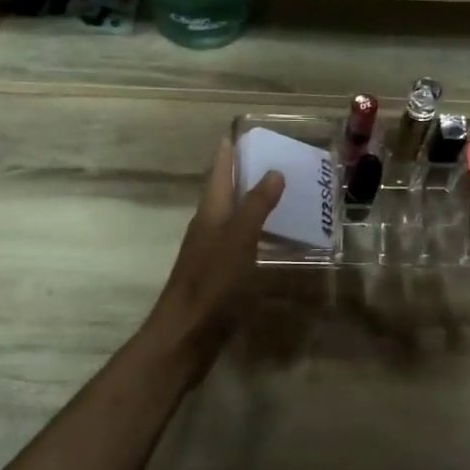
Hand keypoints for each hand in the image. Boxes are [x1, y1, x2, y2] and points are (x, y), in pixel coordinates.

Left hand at [146, 139, 283, 366]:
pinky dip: (257, 235)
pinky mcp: (219, 277)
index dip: (228, 153)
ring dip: (253, 205)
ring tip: (282, 196)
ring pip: (233, 220)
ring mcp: (211, 254)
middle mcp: (208, 229)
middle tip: (275, 161)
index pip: (218, 173)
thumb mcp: (238, 240)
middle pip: (225, 194)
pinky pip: (241, 245)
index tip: (242, 133)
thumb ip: (256, 206)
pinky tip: (275, 242)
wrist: (186, 336)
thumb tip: (273, 172)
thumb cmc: (212, 284)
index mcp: (209, 214)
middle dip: (244, 176)